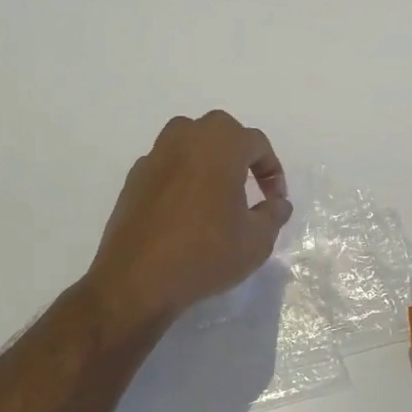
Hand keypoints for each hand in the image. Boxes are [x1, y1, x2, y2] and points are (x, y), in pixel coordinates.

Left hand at [82, 111, 292, 334]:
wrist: (136, 281)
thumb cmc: (205, 254)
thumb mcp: (256, 241)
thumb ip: (273, 215)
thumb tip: (278, 203)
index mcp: (220, 145)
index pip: (256, 143)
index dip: (272, 169)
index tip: (275, 199)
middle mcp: (186, 139)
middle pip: (221, 130)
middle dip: (239, 152)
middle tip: (248, 184)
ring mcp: (155, 157)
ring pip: (188, 140)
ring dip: (207, 157)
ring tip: (216, 190)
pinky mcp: (134, 179)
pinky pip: (166, 164)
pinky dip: (181, 176)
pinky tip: (185, 209)